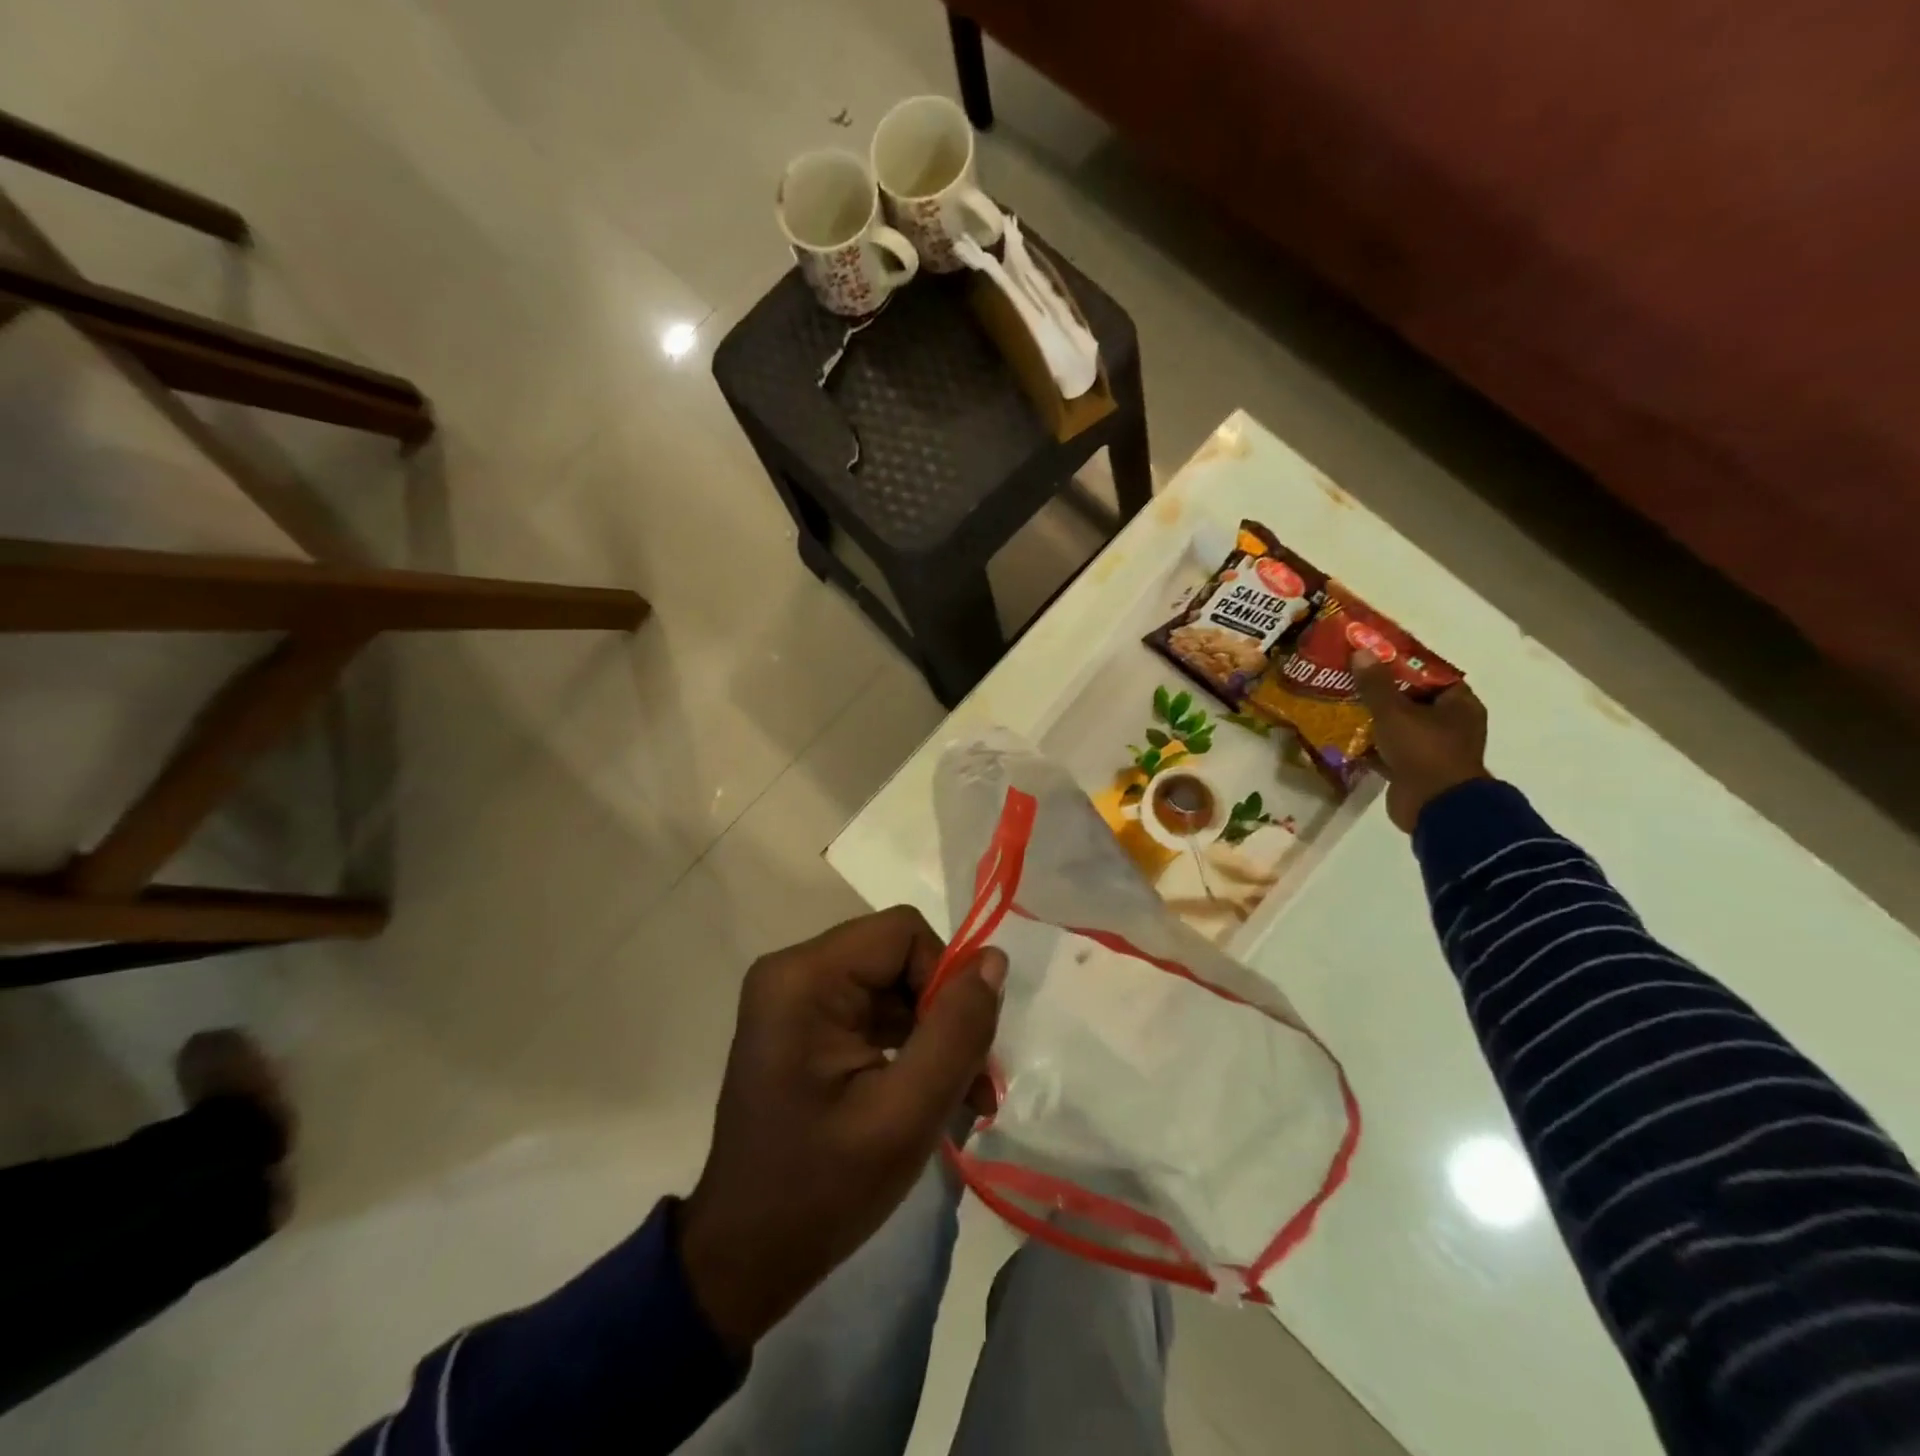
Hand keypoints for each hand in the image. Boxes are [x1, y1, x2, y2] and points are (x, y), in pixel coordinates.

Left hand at [677, 906, 1005, 1351]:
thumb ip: (957, 1031)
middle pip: (899, 956)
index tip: (962, 1048)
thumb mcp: (905, 1115)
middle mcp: (794, 970)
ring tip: (964, 1098)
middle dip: (943, 1013)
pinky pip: (874, 1008)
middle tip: (973, 1084)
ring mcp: (796, 996)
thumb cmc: (821, 1191)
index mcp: (804, 978)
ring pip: (894, 983)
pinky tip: (930, 1094)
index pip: (903, 933)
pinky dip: (909, 1044)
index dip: (945, 978)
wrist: (744, 1259)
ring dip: (933, 1033)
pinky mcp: (805, 1023)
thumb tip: (993, 960)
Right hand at [1352, 649, 1489, 832]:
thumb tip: (1360, 652)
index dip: (1402, 664)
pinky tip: (1344, 735)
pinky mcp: (1414, 770)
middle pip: (1412, 700)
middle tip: (1350, 678)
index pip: (1431, 675)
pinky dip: (1370, 744)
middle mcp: (1450, 724)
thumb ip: (1375, 684)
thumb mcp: (1395, 712)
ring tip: (1341, 703)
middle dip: (1381, 691)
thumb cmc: (1424, 751)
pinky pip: (1389, 750)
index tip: (1373, 657)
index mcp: (1459, 705)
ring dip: (1373, 719)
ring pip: (1398, 726)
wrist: (1435, 807)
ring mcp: (1432, 749)